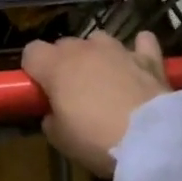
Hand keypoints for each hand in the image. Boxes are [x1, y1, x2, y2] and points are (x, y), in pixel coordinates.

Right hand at [21, 31, 169, 176]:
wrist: (150, 140)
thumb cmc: (95, 139)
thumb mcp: (60, 139)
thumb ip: (51, 118)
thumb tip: (55, 113)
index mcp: (56, 65)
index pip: (31, 51)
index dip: (34, 69)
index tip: (40, 90)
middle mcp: (85, 49)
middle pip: (64, 45)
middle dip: (64, 63)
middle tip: (71, 93)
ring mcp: (119, 49)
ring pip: (98, 40)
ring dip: (97, 56)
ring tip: (104, 81)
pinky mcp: (149, 58)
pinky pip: (142, 42)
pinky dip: (138, 50)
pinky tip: (138, 63)